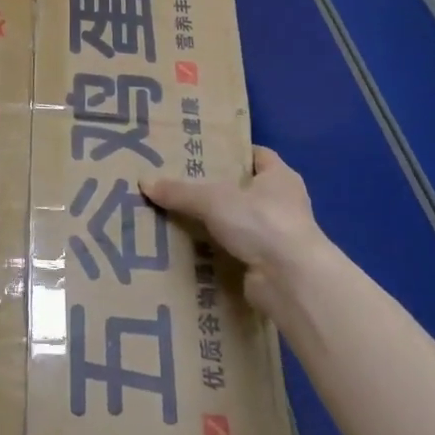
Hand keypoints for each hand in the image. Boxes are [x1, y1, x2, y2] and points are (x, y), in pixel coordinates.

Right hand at [141, 147, 330, 316]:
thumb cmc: (261, 223)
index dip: (232, 153)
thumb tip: (144, 182)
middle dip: (216, 190)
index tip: (202, 154)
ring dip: (214, 224)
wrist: (291, 281)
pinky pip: (235, 251)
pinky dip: (216, 251)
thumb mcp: (213, 200)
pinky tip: (189, 250)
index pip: (257, 155)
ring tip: (176, 218)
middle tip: (179, 186)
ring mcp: (277, 236)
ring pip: (238, 223)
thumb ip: (180, 192)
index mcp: (280, 177)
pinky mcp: (268, 264)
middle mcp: (283, 203)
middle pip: (245, 190)